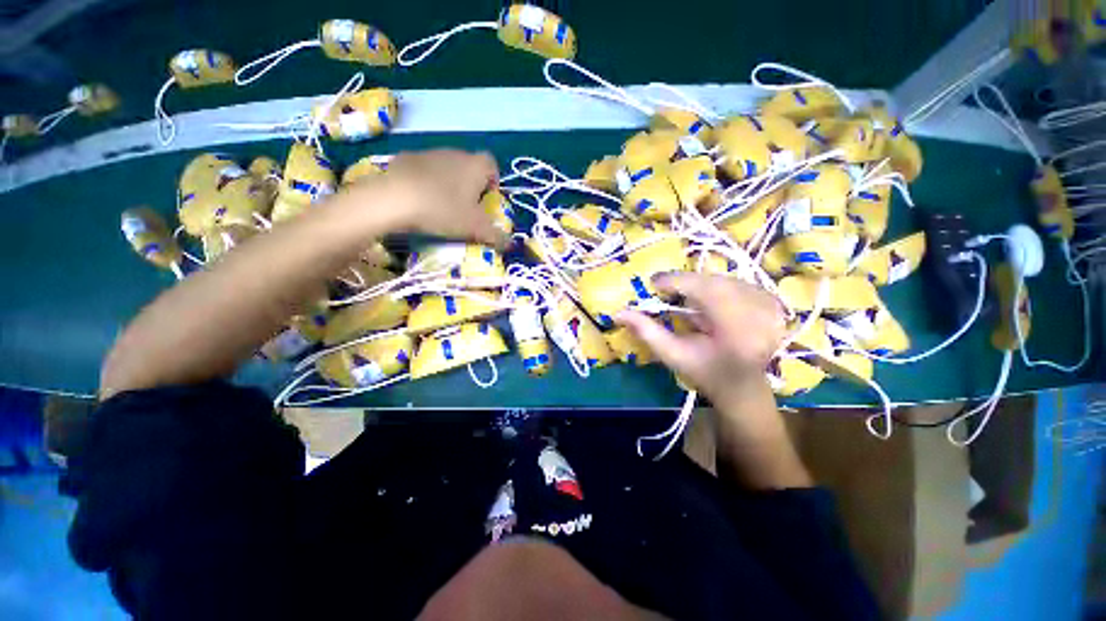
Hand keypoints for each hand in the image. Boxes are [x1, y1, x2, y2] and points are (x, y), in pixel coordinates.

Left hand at [353, 149, 506, 247]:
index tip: (487, 202)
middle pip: (470, 167)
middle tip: (466, 209)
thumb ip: (497, 236)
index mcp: (476, 166)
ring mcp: (429, 153)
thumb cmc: (444, 210)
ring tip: (441, 207)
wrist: (394, 199)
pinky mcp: (405, 158)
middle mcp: (455, 153)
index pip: (492, 165)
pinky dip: (426, 182)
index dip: (493, 182)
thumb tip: (510, 244)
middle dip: (471, 186)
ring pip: (446, 168)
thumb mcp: (476, 228)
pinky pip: (424, 170)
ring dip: (448, 184)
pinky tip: (419, 200)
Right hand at [619, 273, 808, 488]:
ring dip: (702, 284)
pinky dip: (718, 286)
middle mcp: (761, 316)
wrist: (743, 387)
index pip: (705, 291)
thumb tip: (618, 313)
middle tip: (665, 289)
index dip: (677, 281)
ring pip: (726, 279)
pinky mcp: (774, 304)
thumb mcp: (672, 355)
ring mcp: (772, 308)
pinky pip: (739, 283)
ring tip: (686, 297)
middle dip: (687, 282)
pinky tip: (710, 301)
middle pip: (715, 282)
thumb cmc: (705, 374)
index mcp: (737, 332)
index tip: (654, 282)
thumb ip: (646, 332)